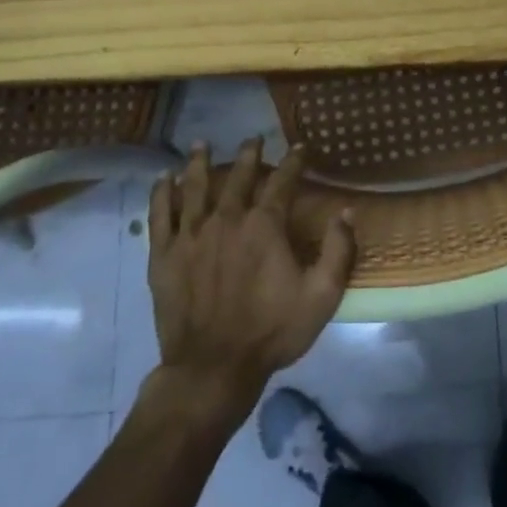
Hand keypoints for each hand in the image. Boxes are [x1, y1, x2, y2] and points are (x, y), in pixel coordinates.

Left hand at [146, 138, 355, 415]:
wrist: (213, 368)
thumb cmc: (273, 330)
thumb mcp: (322, 295)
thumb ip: (338, 250)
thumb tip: (346, 212)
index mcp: (265, 227)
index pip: (282, 182)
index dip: (293, 162)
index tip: (300, 147)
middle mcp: (226, 220)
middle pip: (238, 178)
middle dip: (249, 155)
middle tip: (253, 139)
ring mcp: (191, 236)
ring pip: (195, 188)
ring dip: (201, 163)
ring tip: (203, 144)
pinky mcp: (164, 256)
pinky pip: (160, 215)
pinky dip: (162, 194)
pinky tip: (164, 180)